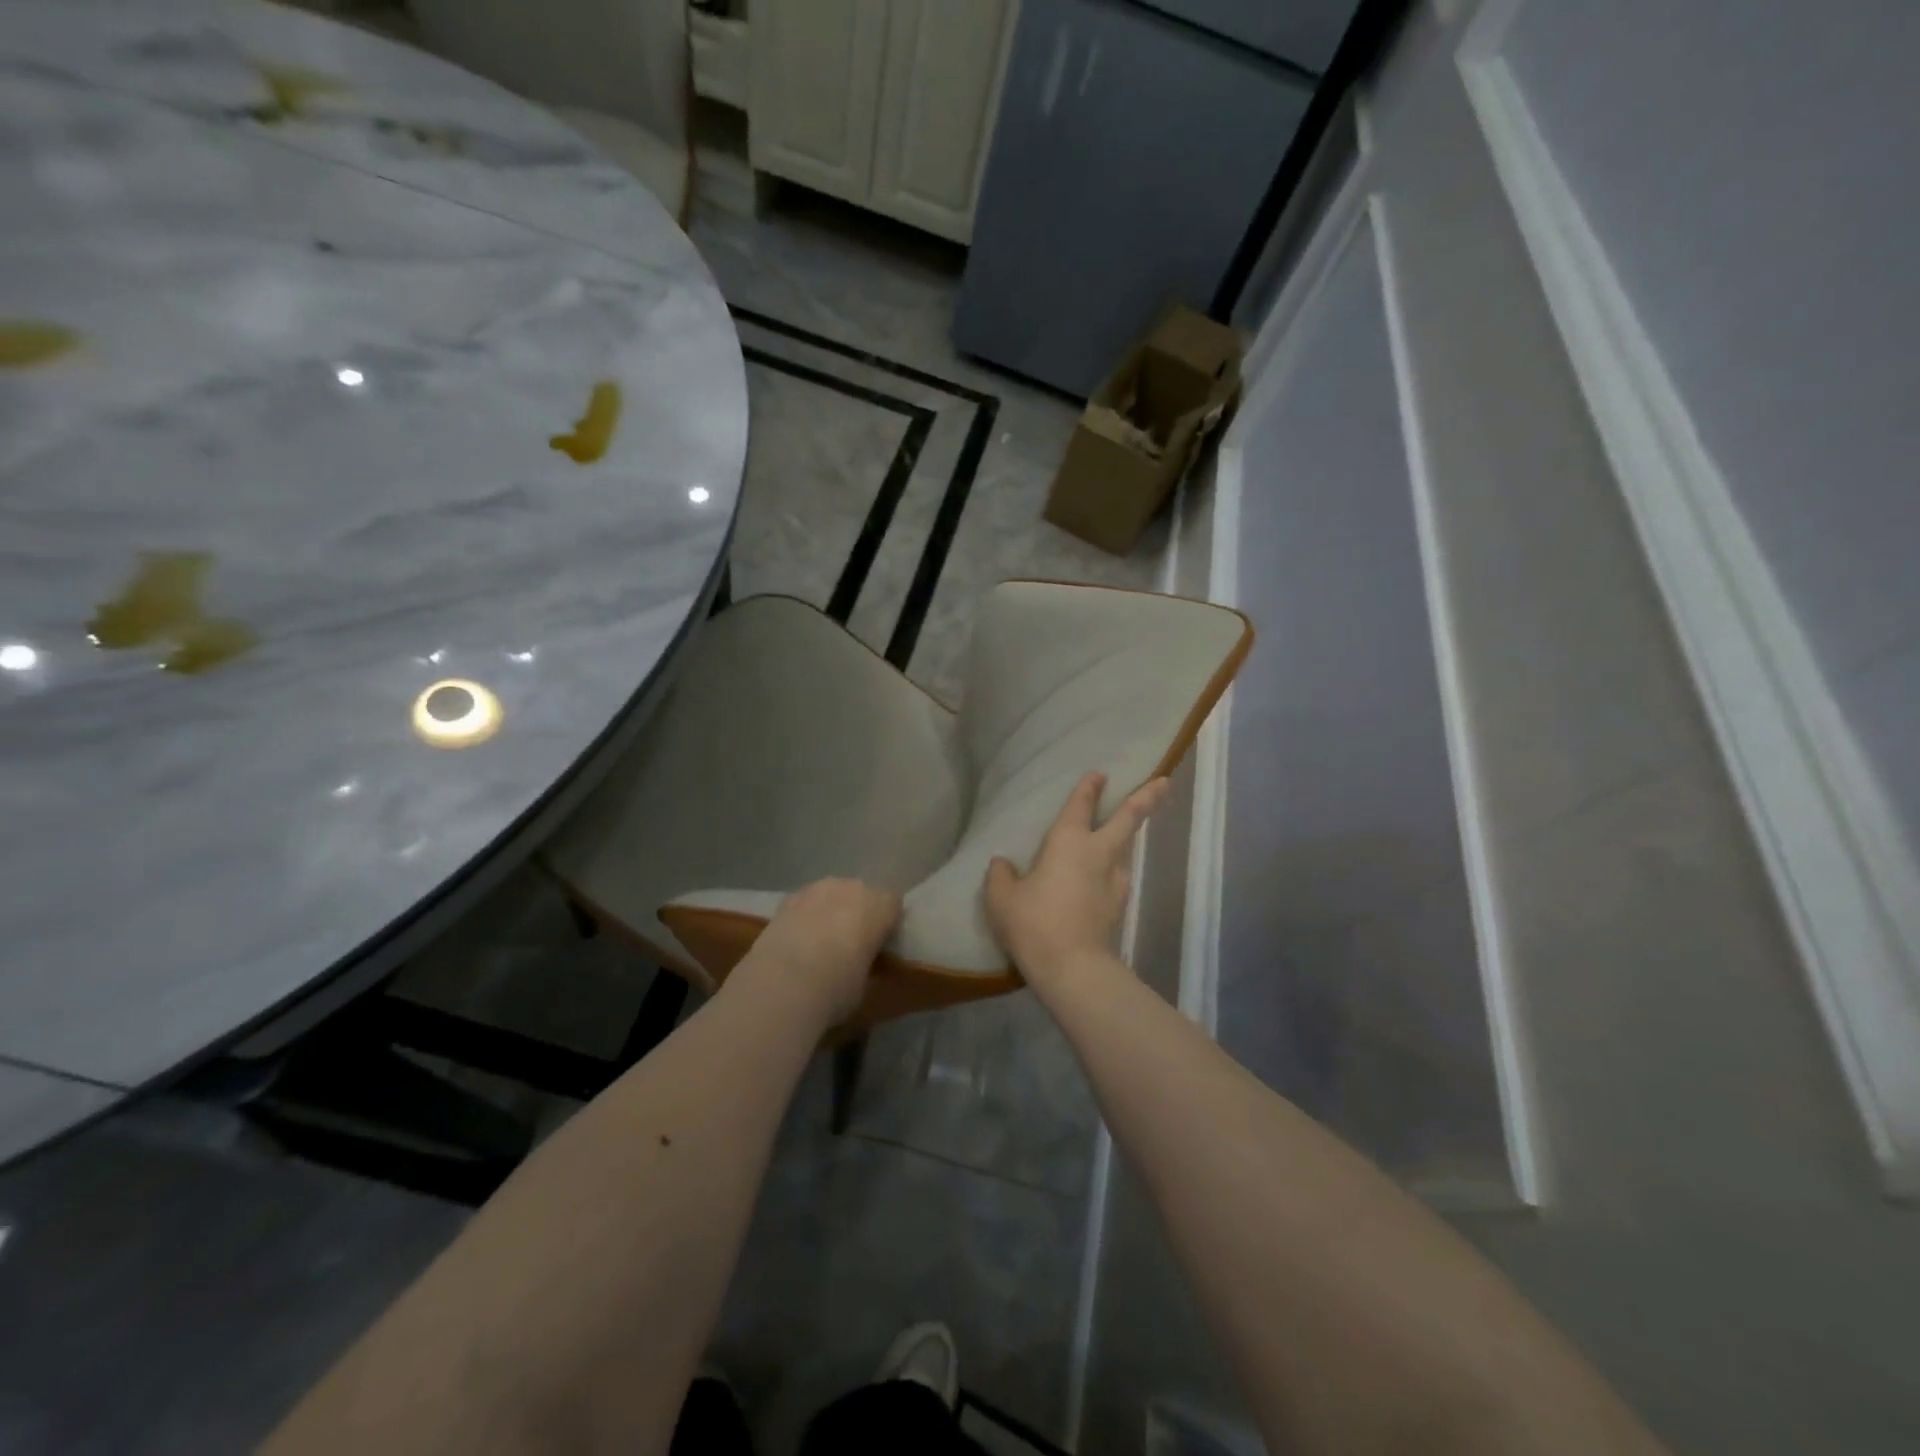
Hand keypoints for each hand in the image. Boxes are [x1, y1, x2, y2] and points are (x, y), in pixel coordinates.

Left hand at [739, 878, 900, 1026]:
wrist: (784, 983)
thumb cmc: (837, 987)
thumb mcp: (865, 982)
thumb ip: (867, 961)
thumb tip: (859, 962)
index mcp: (880, 906)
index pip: (893, 905)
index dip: (887, 923)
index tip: (881, 944)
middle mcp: (852, 888)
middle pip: (861, 894)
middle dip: (858, 913)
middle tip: (851, 943)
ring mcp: (817, 889)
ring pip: (832, 894)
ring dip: (830, 910)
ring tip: (820, 941)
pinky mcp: (788, 898)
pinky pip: (806, 903)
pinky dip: (805, 916)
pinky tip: (797, 939)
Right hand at [984, 771, 1167, 989]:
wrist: (1072, 968)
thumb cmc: (1033, 923)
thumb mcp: (1001, 898)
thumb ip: (1000, 875)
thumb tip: (1002, 864)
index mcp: (1068, 841)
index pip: (1080, 805)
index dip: (1089, 788)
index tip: (1100, 774)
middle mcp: (1098, 853)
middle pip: (1128, 819)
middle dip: (1147, 798)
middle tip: (1163, 782)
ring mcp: (1115, 881)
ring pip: (1126, 850)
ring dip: (1128, 839)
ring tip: (1122, 837)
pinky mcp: (1120, 907)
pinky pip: (1119, 879)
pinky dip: (1114, 873)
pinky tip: (1105, 880)